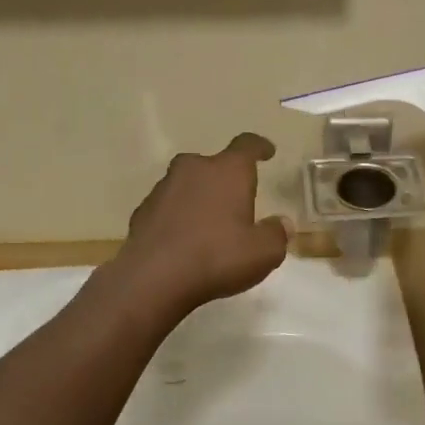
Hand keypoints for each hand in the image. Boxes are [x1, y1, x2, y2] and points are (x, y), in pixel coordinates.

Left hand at [111, 133, 290, 316]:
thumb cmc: (217, 257)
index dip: (259, 147)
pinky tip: (183, 239)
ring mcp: (163, 188)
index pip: (246, 146)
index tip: (267, 151)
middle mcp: (194, 170)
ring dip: (199, 197)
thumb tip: (282, 223)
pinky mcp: (143, 211)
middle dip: (225, 177)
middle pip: (213, 164)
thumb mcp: (263, 253)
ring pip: (187, 184)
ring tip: (209, 223)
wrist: (154, 278)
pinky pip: (168, 206)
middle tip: (236, 198)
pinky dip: (178, 216)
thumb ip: (276, 234)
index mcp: (227, 171)